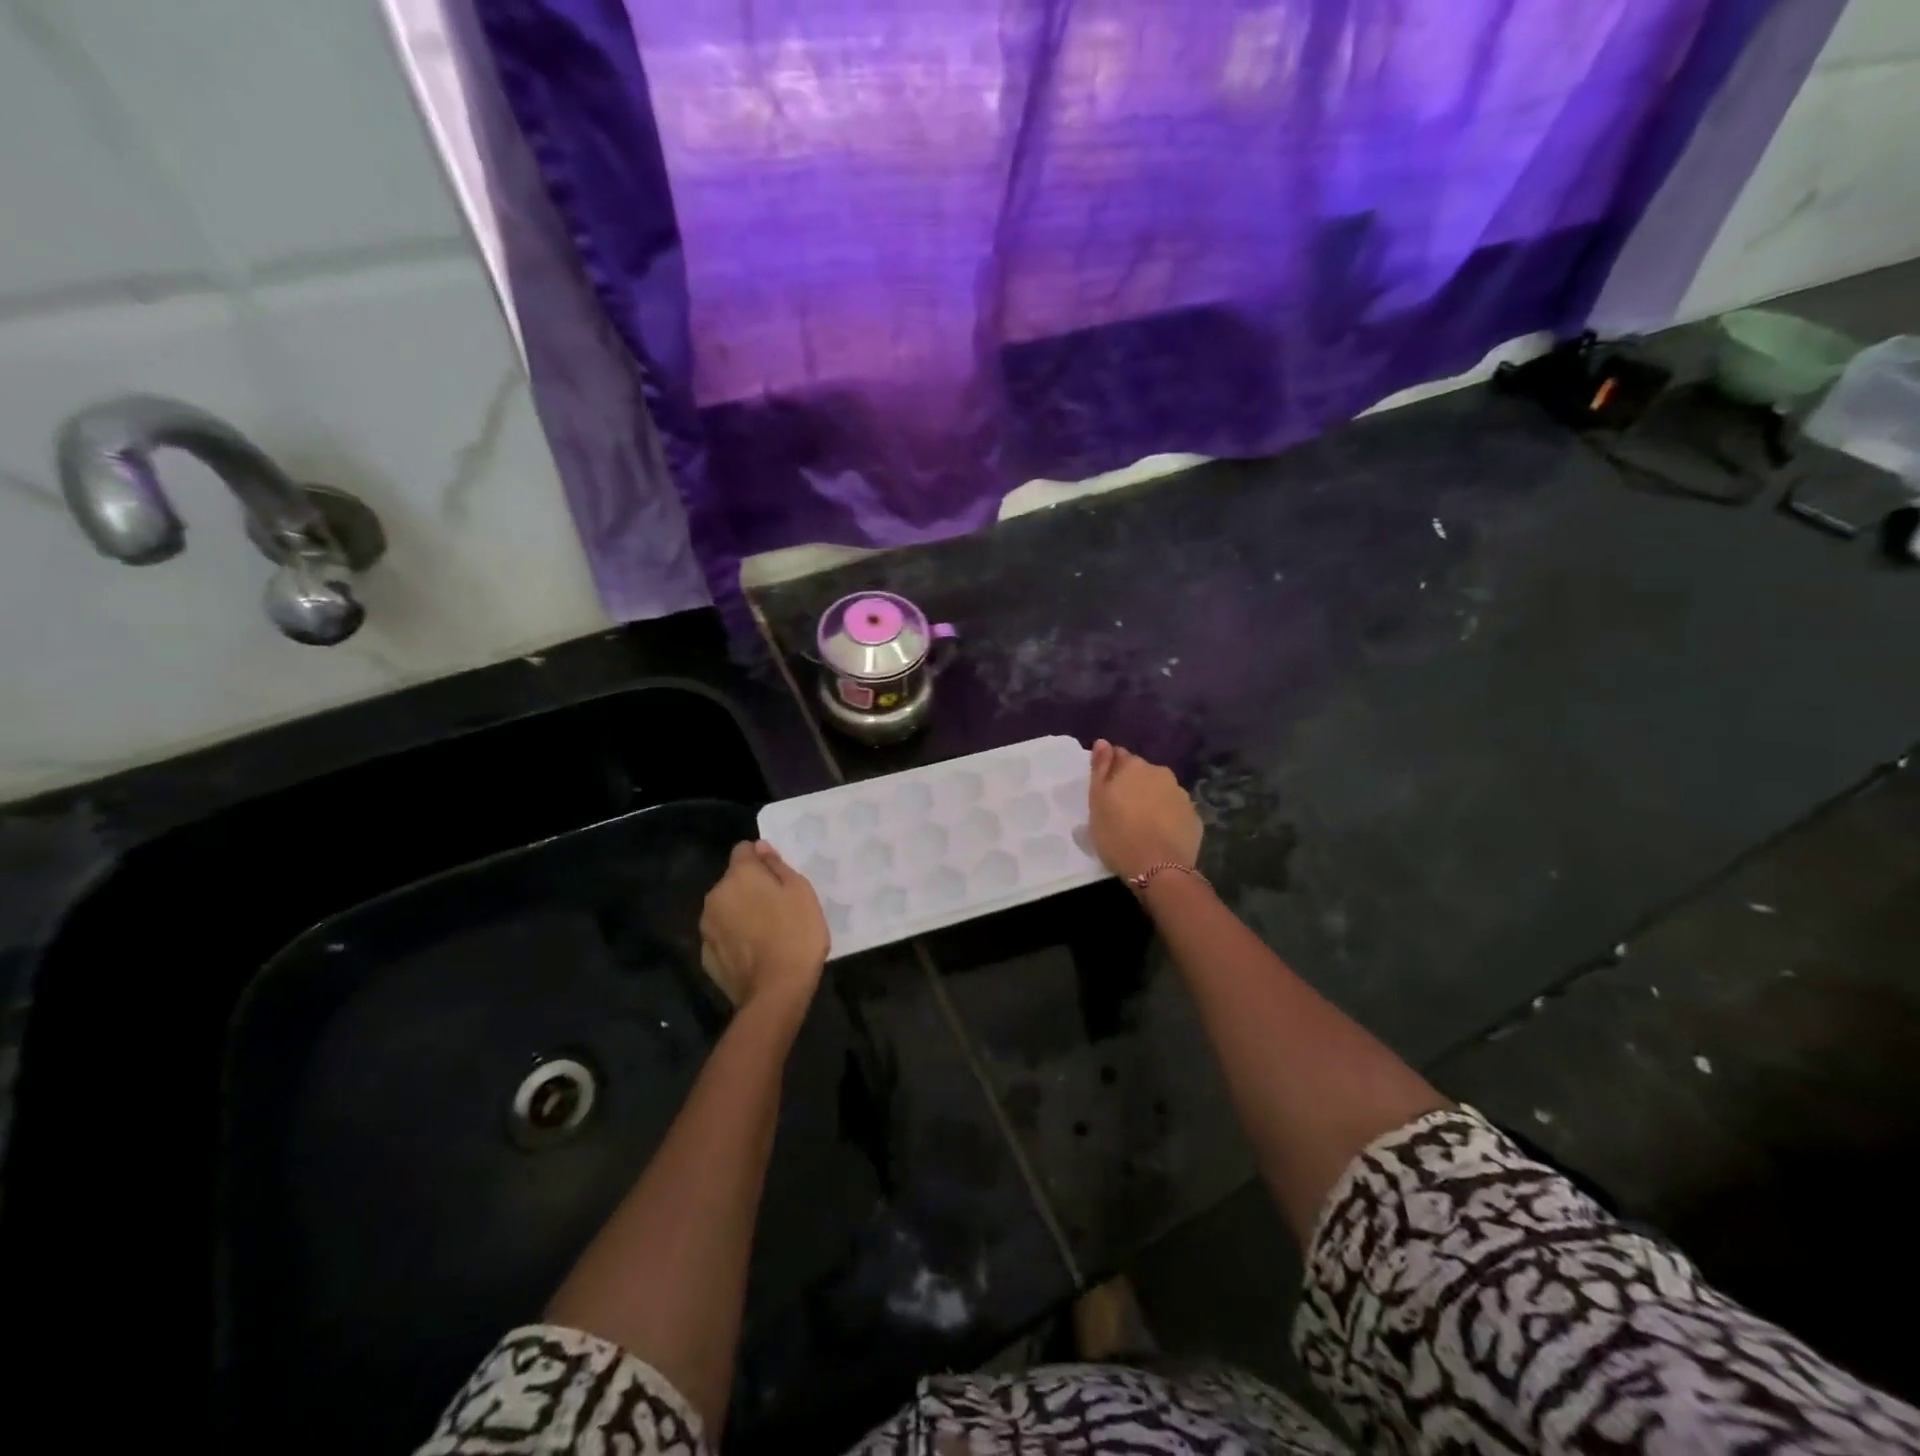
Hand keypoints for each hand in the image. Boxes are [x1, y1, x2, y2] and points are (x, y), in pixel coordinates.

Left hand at [699, 841, 827, 1018]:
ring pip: (725, 908)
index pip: (743, 849)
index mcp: (739, 876)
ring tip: (766, 932)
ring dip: (740, 912)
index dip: (760, 858)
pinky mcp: (706, 955)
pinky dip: (734, 938)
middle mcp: (715, 896)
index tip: (777, 876)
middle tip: (777, 906)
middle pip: (733, 881)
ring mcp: (707, 927)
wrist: (776, 991)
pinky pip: (722, 935)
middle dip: (750, 887)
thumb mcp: (800, 891)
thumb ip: (776, 865)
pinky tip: (754, 952)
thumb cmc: (796, 934)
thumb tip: (760, 847)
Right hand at [1087, 739, 1202, 882]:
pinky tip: (1159, 836)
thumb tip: (1103, 742)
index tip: (1105, 791)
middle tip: (1121, 811)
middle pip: (1143, 774)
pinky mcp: (1194, 818)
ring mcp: (1181, 795)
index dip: (1111, 772)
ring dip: (1151, 801)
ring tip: (1141, 826)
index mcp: (1134, 766)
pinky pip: (1175, 812)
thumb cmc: (1118, 834)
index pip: (1119, 757)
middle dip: (1133, 786)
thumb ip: (1100, 769)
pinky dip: (1167, 818)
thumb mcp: (1097, 801)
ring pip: (1161, 792)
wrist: (1159, 868)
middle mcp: (1161, 774)